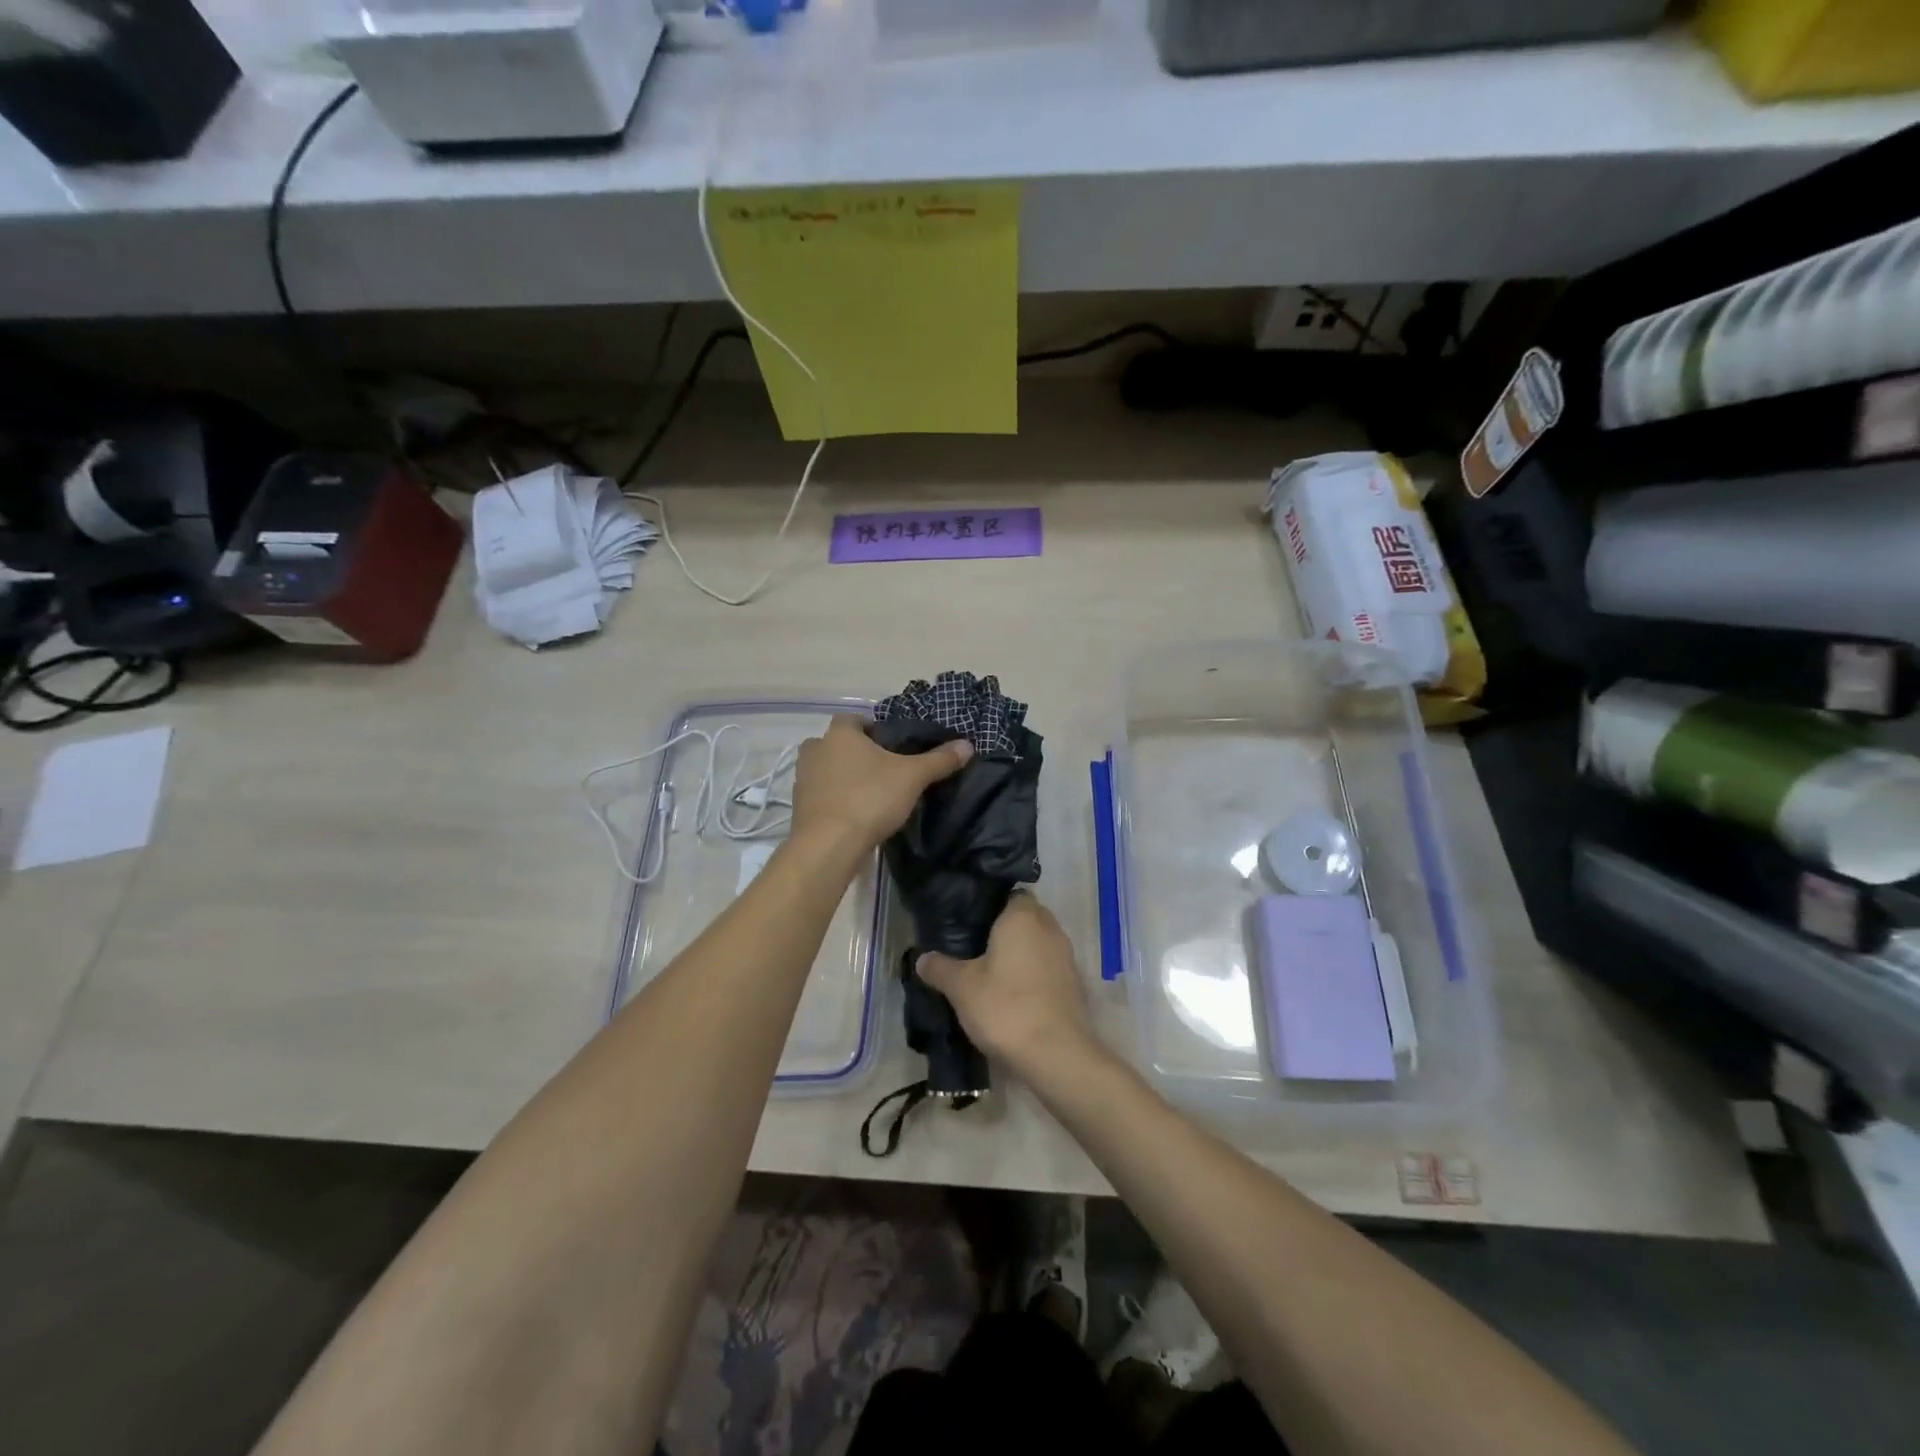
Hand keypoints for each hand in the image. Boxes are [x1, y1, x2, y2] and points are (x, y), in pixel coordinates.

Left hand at [789, 715, 971, 854]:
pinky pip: (819, 795)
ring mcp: (802, 779)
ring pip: (824, 769)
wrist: (828, 844)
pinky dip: (833, 799)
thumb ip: (939, 760)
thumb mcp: (912, 777)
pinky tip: (853, 814)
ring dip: (841, 777)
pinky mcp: (799, 807)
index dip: (871, 728)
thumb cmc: (870, 798)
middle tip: (880, 769)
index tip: (889, 744)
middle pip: (835, 744)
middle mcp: (816, 750)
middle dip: (853, 753)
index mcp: (840, 734)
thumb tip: (968, 745)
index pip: (852, 719)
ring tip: (868, 793)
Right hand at [917, 895, 1090, 1074]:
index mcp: (1023, 916)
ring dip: (1019, 952)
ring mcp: (1065, 956)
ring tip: (989, 970)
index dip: (989, 904)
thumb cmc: (1006, 1007)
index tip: (967, 919)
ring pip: (1037, 942)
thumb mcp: (961, 987)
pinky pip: (1047, 966)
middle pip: (1024, 917)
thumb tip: (921, 958)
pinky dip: (1032, 973)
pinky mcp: (1073, 983)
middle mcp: (1049, 927)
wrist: (1056, 1055)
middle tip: (972, 945)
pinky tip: (1011, 992)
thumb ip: (940, 968)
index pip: (1009, 893)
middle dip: (1003, 928)